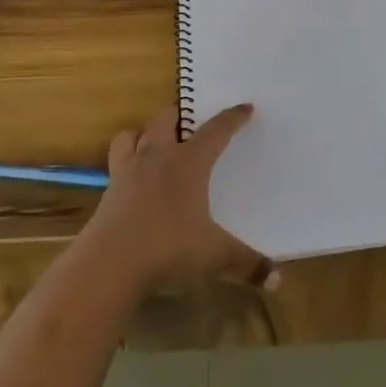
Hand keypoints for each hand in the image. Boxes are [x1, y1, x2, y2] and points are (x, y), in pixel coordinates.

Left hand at [83, 104, 276, 297]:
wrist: (107, 266)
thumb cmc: (167, 249)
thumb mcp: (214, 257)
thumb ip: (247, 264)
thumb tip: (278, 279)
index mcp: (189, 163)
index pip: (215, 130)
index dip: (232, 118)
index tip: (245, 107)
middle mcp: (157, 158)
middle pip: (165, 119)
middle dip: (179, 113)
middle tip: (190, 118)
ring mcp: (127, 172)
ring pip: (131, 135)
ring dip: (143, 132)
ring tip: (153, 140)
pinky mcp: (107, 192)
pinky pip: (116, 163)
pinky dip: (126, 161)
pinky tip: (134, 179)